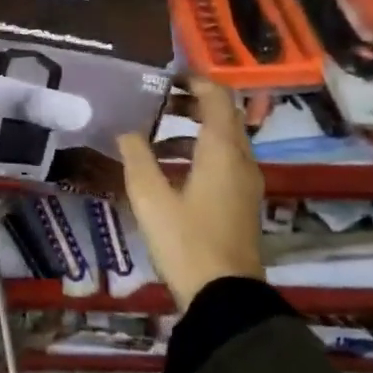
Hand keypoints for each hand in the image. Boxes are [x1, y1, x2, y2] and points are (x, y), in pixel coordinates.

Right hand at [118, 77, 263, 306]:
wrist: (224, 297)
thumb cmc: (186, 240)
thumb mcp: (150, 197)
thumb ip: (136, 156)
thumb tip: (126, 130)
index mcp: (221, 151)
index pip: (216, 97)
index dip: (193, 80)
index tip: (164, 76)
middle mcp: (241, 159)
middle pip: (222, 115)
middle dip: (189, 102)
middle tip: (154, 101)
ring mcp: (245, 182)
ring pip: (222, 139)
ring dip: (192, 128)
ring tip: (153, 133)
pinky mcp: (241, 201)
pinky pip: (223, 160)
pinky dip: (198, 151)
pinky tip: (168, 168)